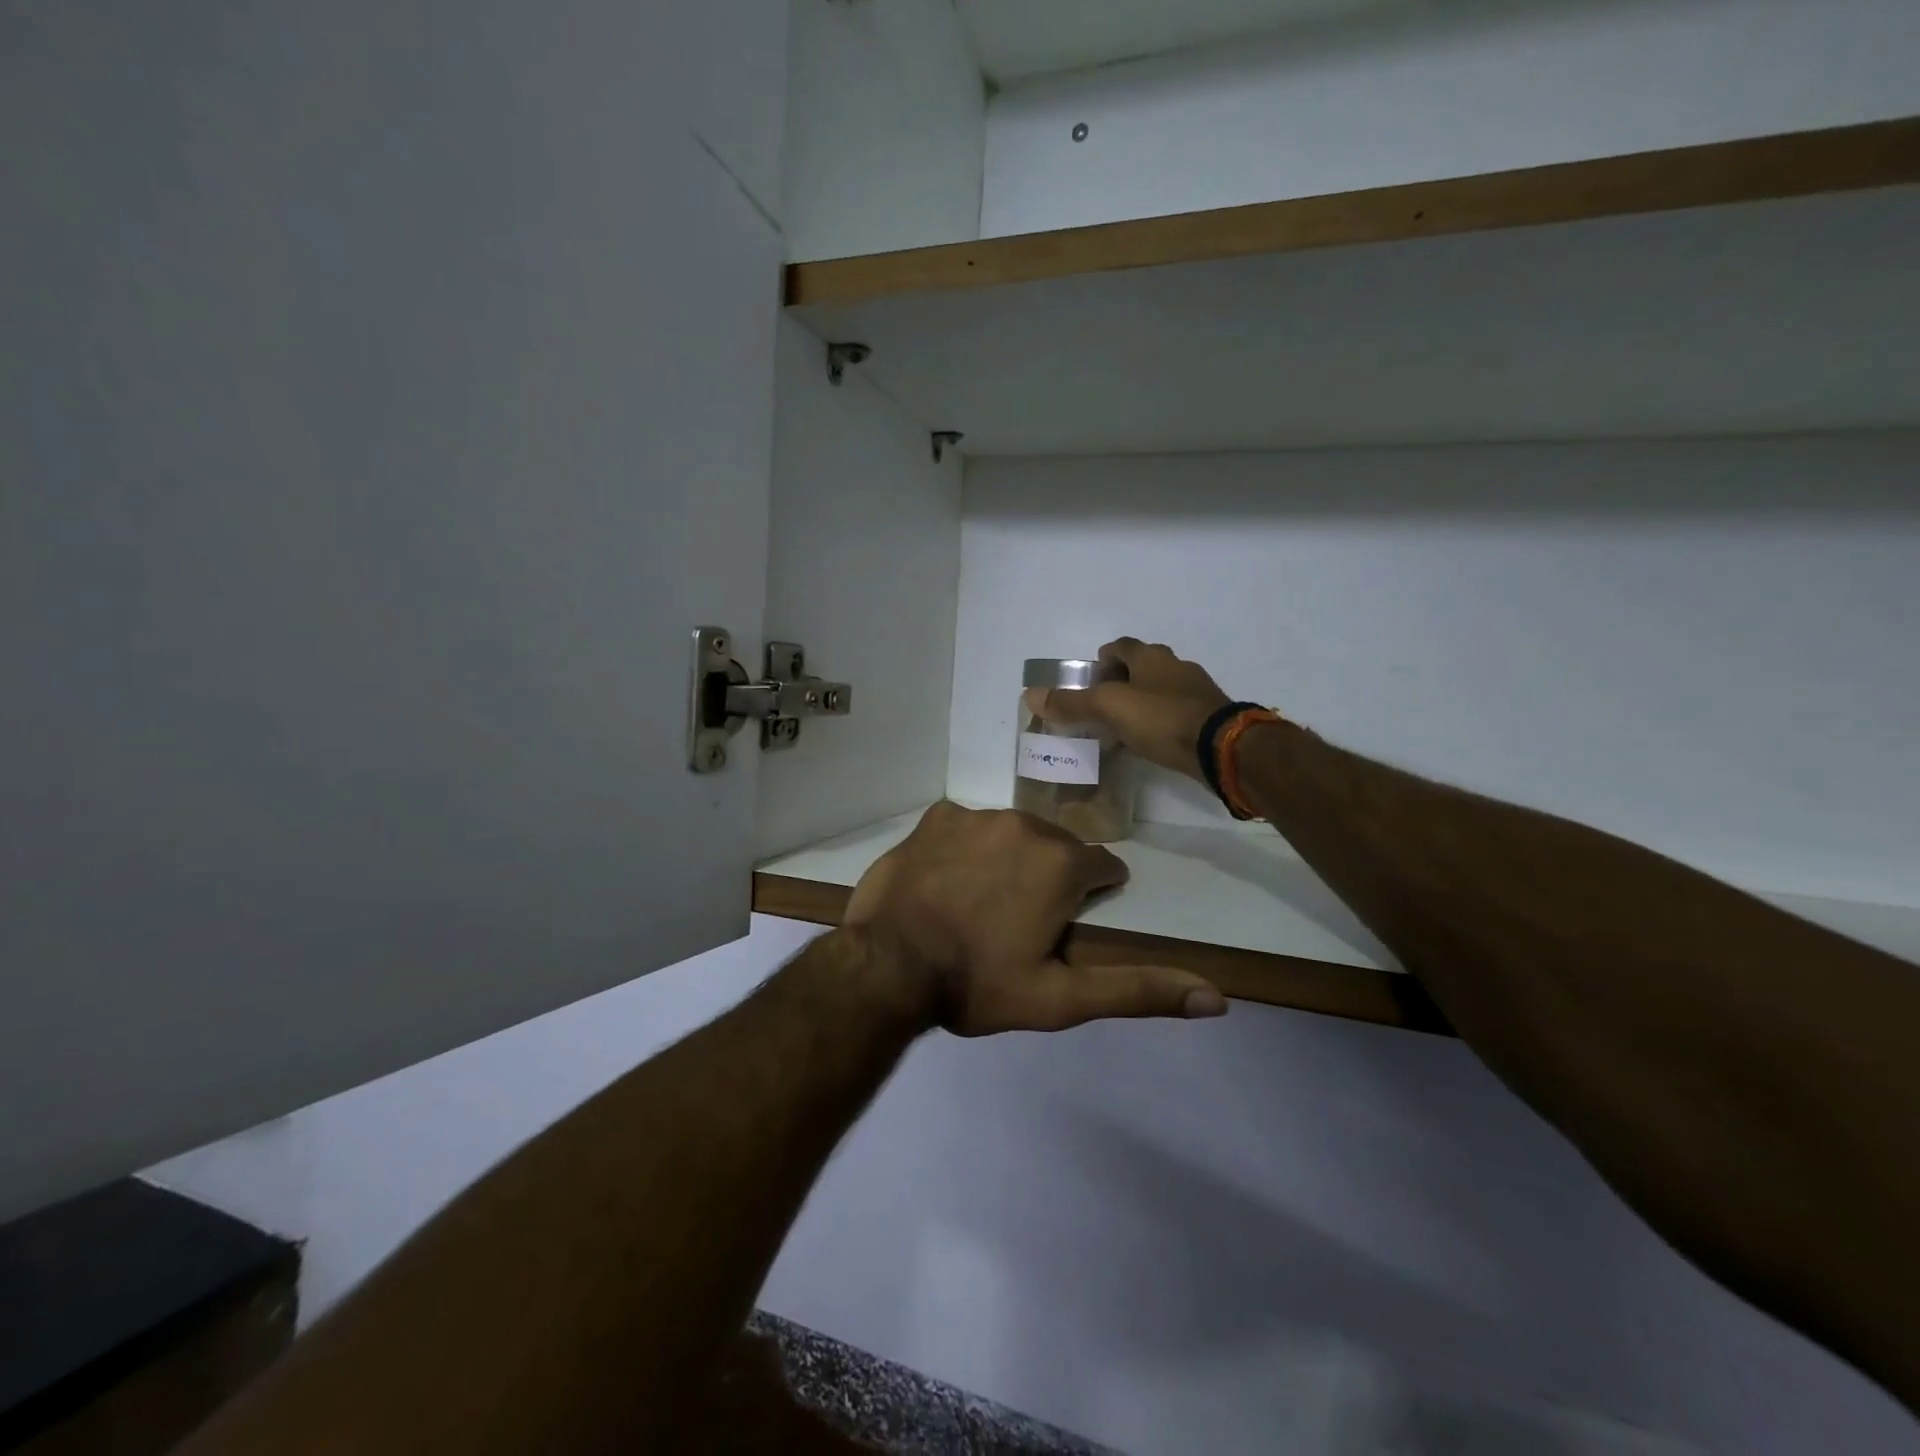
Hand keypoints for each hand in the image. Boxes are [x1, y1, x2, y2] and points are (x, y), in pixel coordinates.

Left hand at [842, 801, 1226, 1035]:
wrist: (886, 966)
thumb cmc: (976, 983)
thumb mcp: (1060, 999)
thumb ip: (1138, 990)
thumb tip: (1218, 999)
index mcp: (1062, 863)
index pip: (1101, 867)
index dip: (1088, 896)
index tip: (1064, 923)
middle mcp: (1026, 824)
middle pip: (1055, 848)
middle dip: (1048, 877)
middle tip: (1016, 921)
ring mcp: (977, 815)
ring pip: (1010, 834)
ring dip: (1006, 859)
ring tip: (978, 903)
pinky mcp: (936, 816)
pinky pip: (966, 826)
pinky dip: (965, 847)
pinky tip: (946, 881)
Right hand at [1028, 637, 1230, 781]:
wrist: (1221, 748)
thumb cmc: (1161, 718)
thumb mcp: (1109, 708)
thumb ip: (1072, 703)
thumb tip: (1029, 694)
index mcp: (1151, 656)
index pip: (1120, 646)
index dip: (1101, 660)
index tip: (1088, 681)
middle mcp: (1175, 666)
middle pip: (1141, 667)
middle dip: (1120, 682)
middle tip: (1101, 706)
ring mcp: (1195, 692)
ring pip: (1159, 690)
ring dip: (1140, 702)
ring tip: (1121, 727)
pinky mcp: (1207, 717)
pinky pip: (1174, 713)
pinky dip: (1158, 722)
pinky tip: (1149, 742)